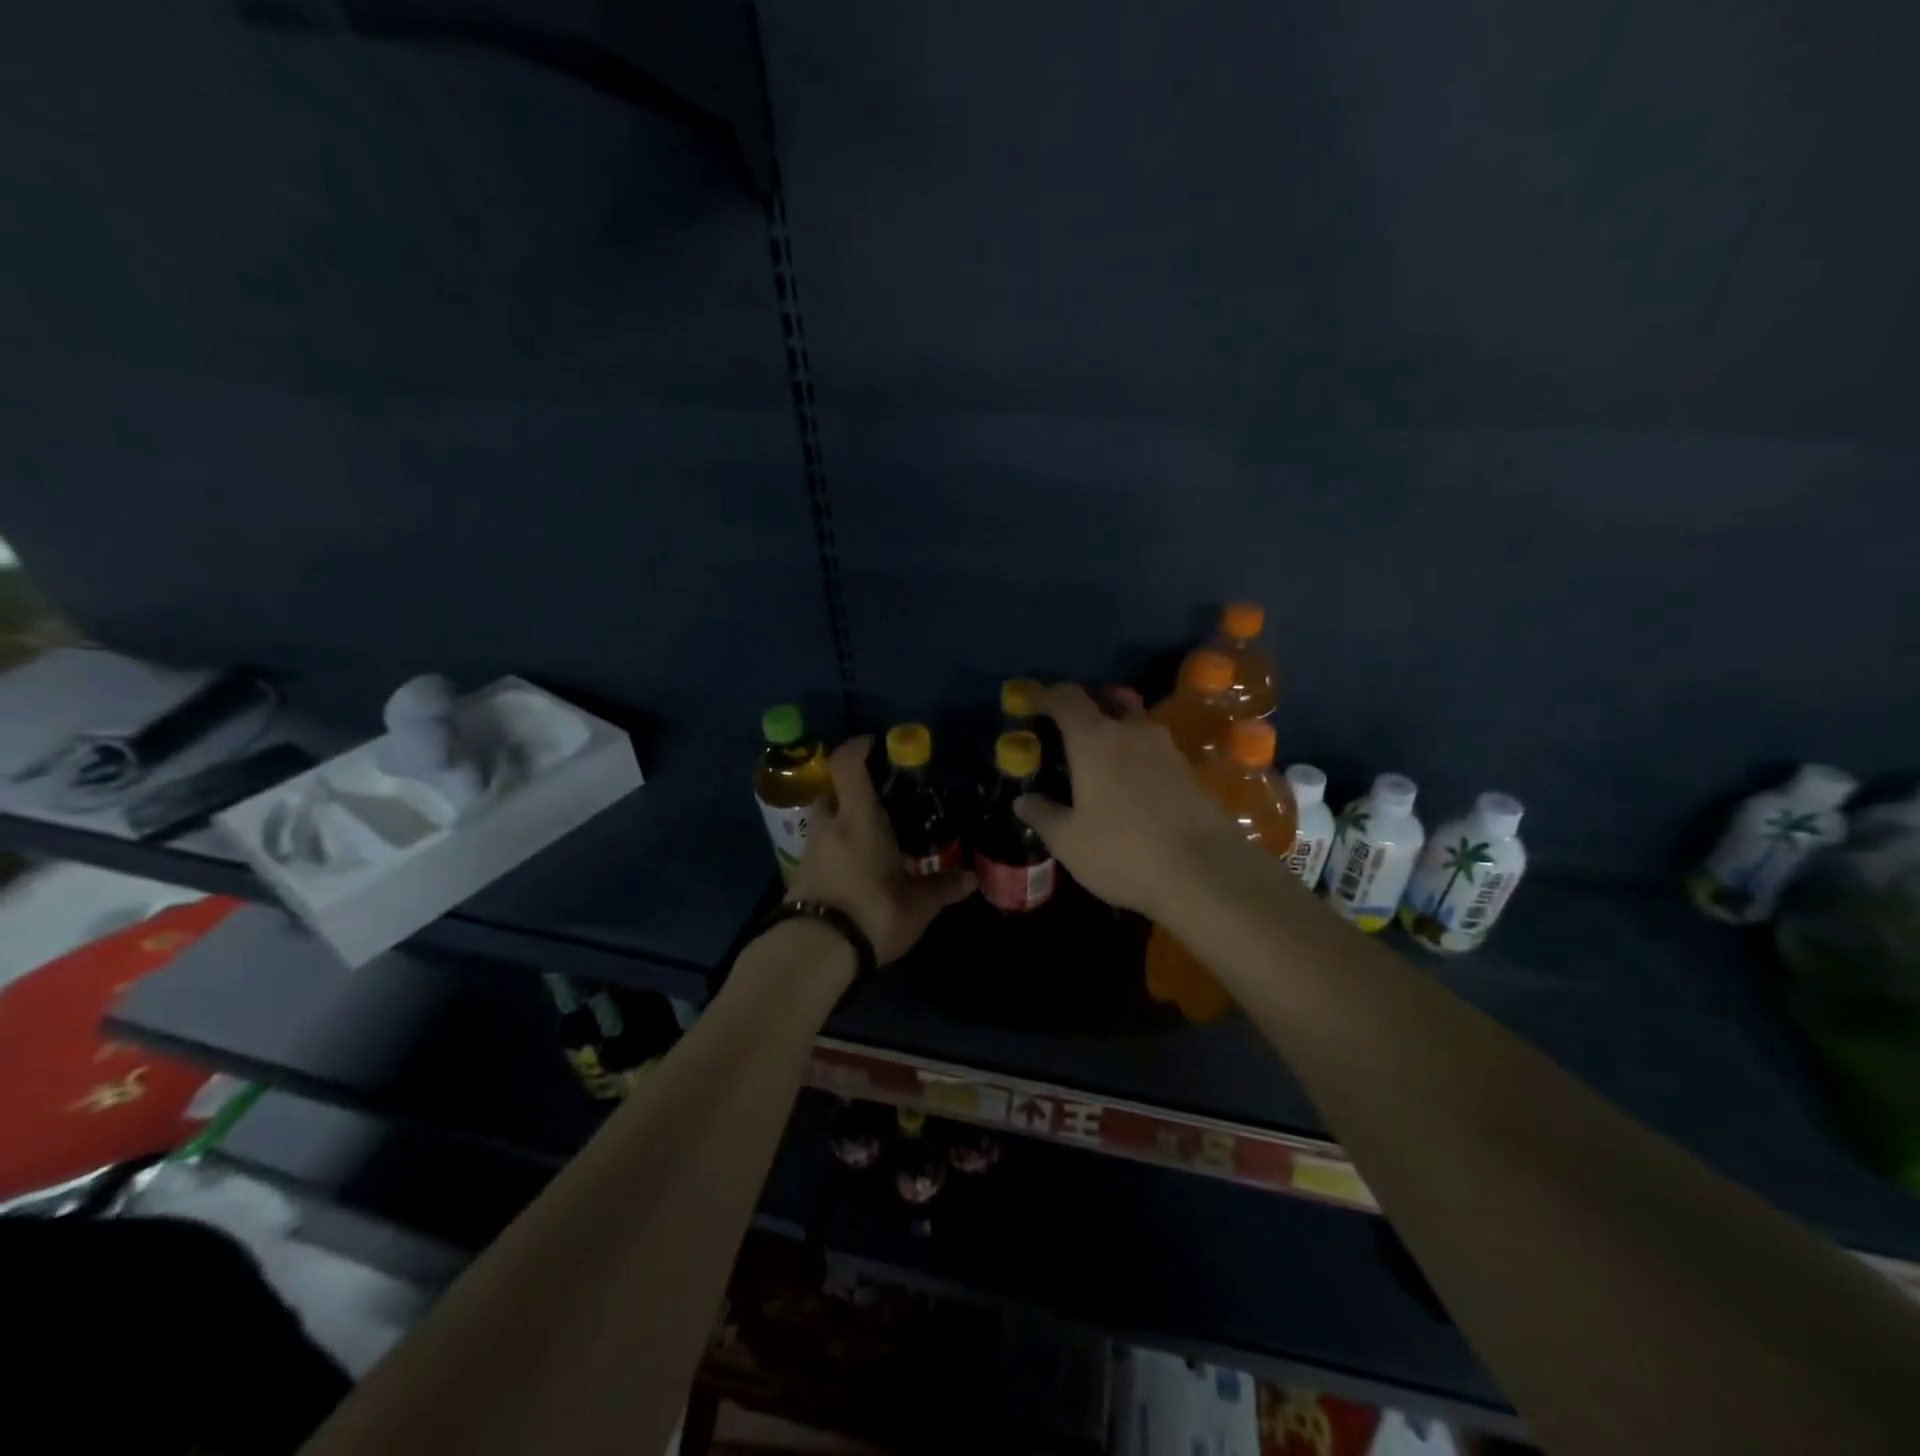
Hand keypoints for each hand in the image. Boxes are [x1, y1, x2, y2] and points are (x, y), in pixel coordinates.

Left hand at [788, 737, 974, 962]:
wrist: (815, 952)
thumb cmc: (873, 911)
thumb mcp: (917, 904)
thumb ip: (943, 888)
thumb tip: (972, 879)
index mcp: (858, 819)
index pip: (846, 766)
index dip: (856, 748)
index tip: (871, 744)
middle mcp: (829, 828)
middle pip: (828, 793)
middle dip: (845, 791)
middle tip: (872, 800)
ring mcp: (809, 854)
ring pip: (821, 824)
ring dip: (838, 824)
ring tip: (866, 840)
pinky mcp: (799, 880)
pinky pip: (818, 852)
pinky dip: (833, 853)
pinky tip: (853, 872)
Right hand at [1012, 683, 1232, 917]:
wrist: (1205, 873)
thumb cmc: (1123, 852)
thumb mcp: (1069, 841)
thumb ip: (1043, 815)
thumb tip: (1023, 800)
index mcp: (1094, 739)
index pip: (1066, 698)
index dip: (1046, 696)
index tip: (1032, 704)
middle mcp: (1132, 732)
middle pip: (1109, 700)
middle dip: (1088, 707)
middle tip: (1070, 732)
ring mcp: (1167, 749)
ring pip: (1136, 724)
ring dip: (1117, 731)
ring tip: (1101, 762)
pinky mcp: (1190, 772)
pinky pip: (1155, 751)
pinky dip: (1138, 757)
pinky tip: (1131, 788)